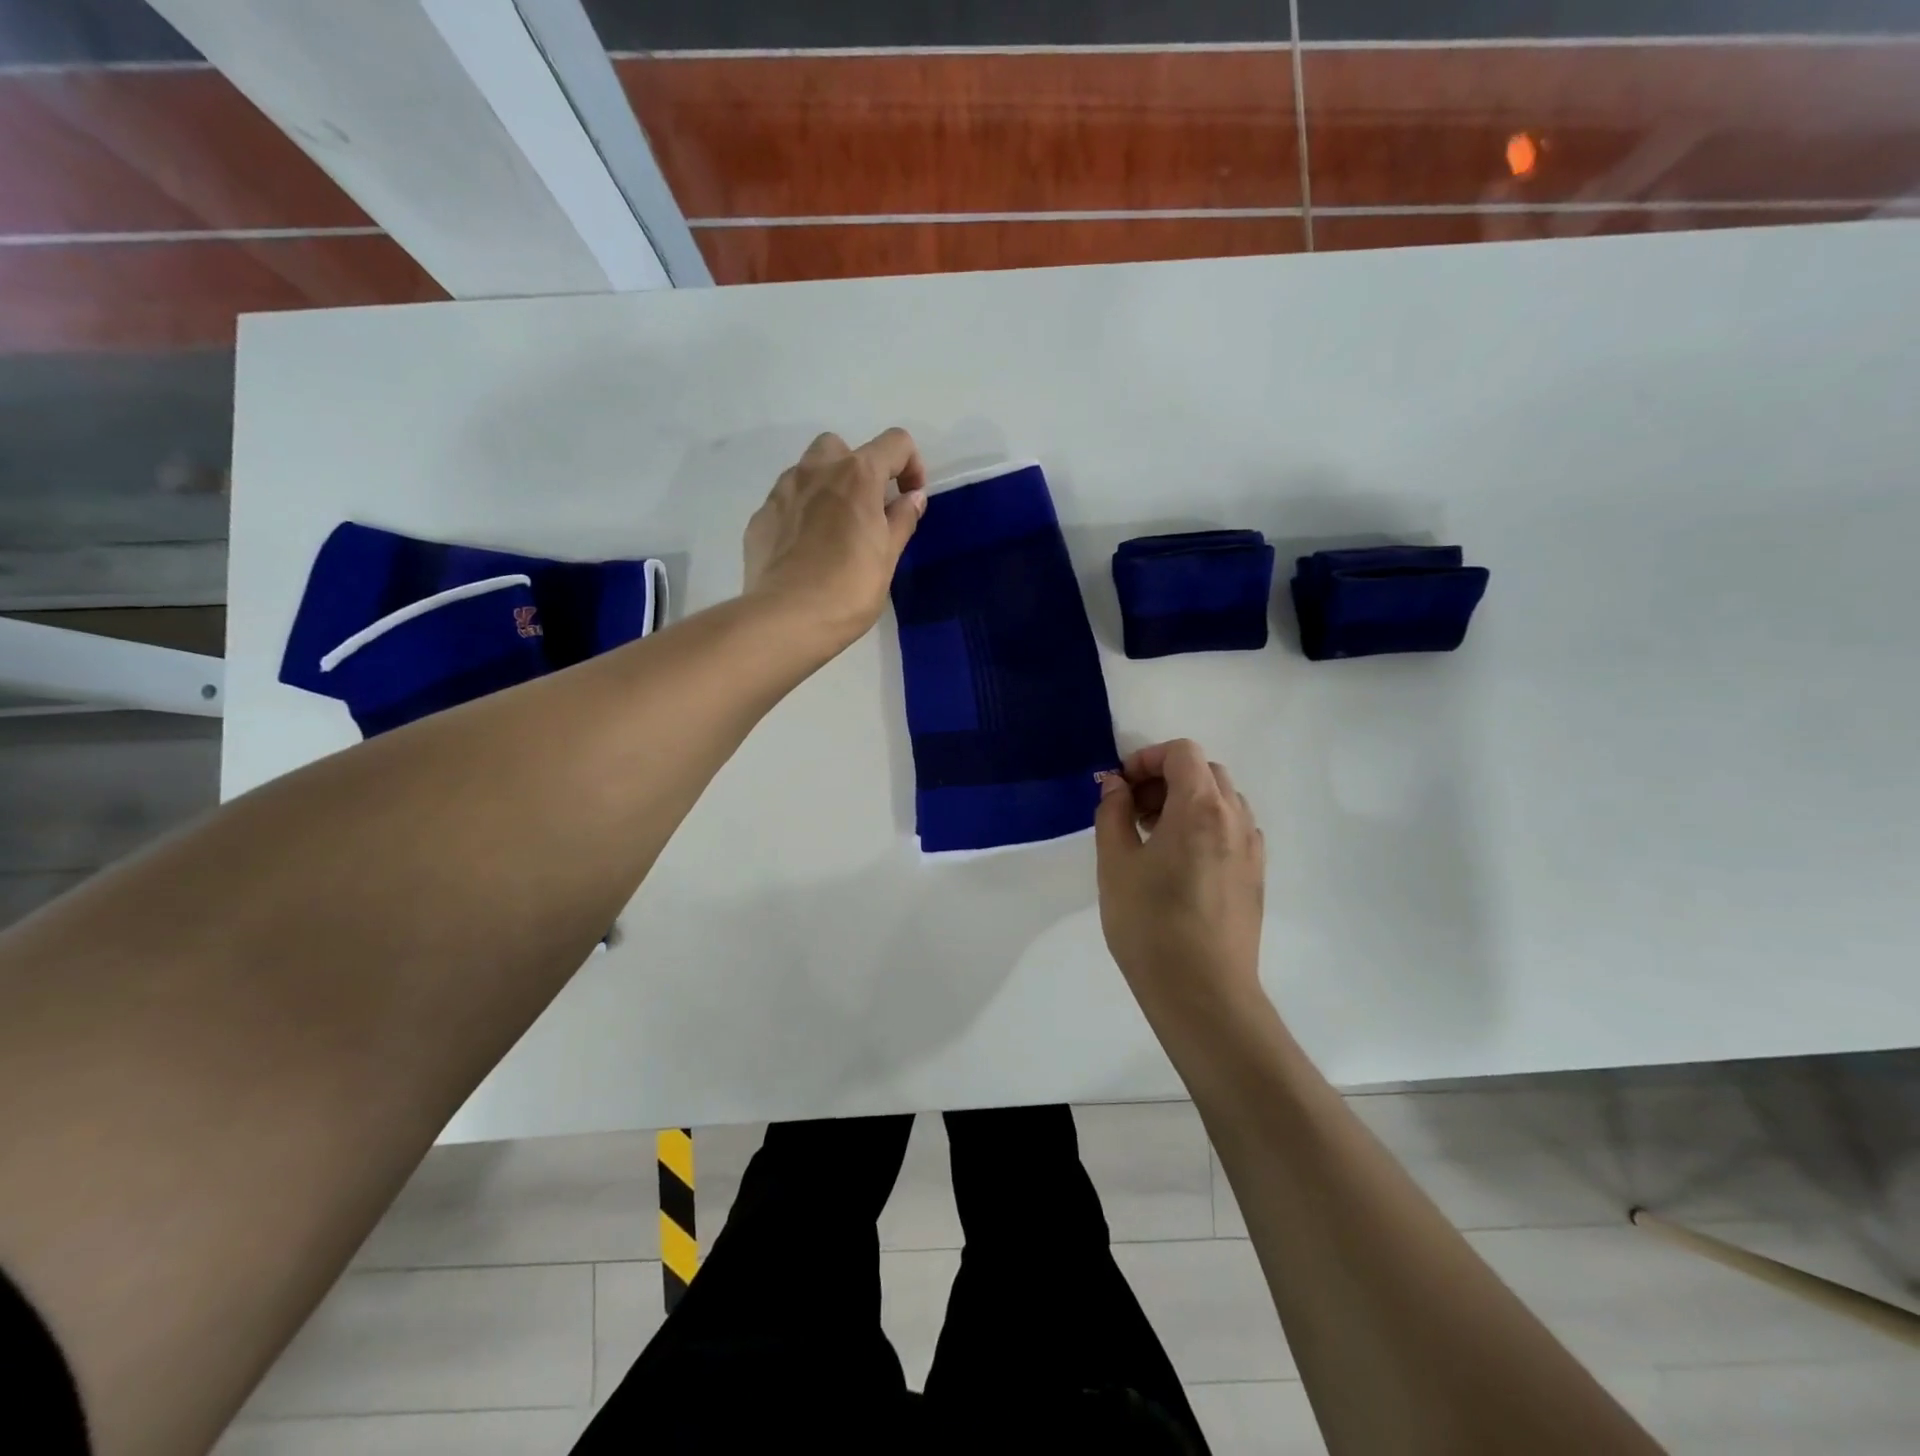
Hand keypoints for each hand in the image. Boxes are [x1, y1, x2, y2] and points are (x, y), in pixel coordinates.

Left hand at [742, 428, 927, 651]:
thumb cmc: (849, 589)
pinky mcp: (760, 517)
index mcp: (857, 475)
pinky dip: (801, 514)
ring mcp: (782, 491)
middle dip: (858, 468)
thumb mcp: (887, 557)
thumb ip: (901, 520)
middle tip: (866, 509)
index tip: (910, 498)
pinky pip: (786, 502)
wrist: (786, 619)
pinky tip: (806, 550)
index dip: (911, 465)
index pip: (895, 443)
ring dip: (826, 488)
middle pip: (841, 447)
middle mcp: (816, 471)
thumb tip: (913, 497)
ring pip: (807, 471)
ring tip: (834, 531)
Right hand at [1094, 740, 1266, 1017]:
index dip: (1147, 758)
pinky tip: (1180, 863)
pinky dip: (1205, 826)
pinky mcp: (1256, 876)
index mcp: (1201, 808)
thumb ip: (1113, 812)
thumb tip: (1116, 785)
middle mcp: (1235, 819)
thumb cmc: (1150, 924)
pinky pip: (1232, 829)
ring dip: (1186, 802)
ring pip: (1221, 801)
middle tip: (1132, 812)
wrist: (1202, 993)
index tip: (1120, 787)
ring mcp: (1252, 848)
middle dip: (1165, 779)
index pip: (1182, 753)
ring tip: (1153, 838)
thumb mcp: (1115, 863)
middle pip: (1205, 772)